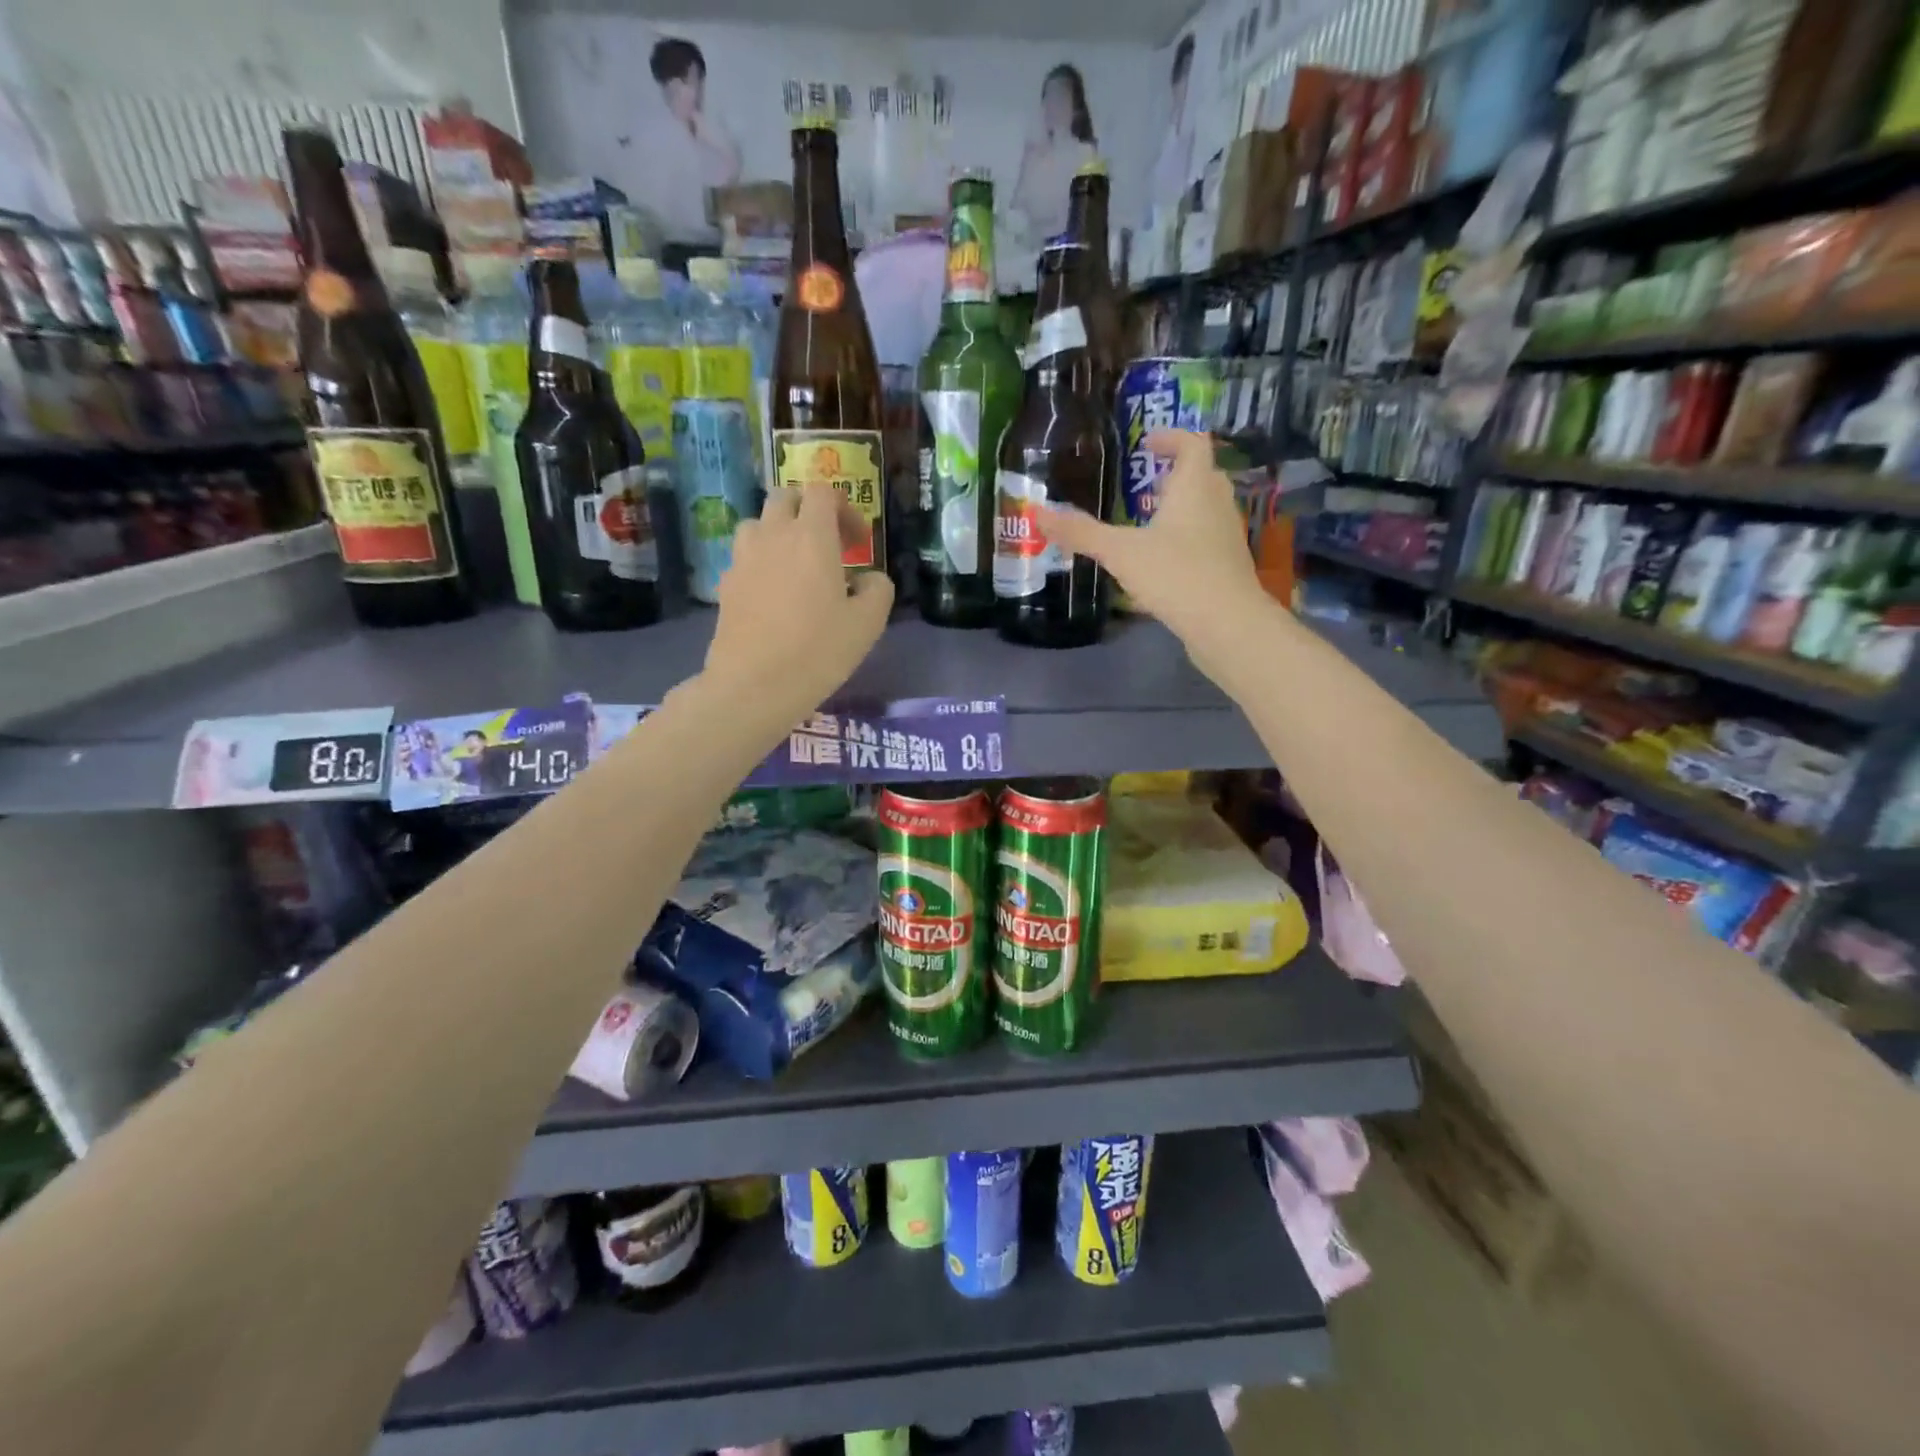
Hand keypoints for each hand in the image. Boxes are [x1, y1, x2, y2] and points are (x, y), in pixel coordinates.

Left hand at [705, 486, 893, 724]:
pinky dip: (761, 563)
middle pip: (785, 498)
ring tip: (796, 566)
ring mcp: (743, 558)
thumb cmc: (818, 650)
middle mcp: (773, 535)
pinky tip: (774, 596)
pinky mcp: (725, 584)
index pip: (822, 492)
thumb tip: (869, 579)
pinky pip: (745, 558)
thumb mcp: (868, 623)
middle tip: (828, 545)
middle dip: (808, 511)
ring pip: (759, 524)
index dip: (844, 508)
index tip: (858, 542)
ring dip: (780, 533)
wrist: (754, 685)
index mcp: (811, 536)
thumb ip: (878, 589)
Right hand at [1037, 429, 1273, 676]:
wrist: (1227, 624)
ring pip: (1205, 509)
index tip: (1147, 442)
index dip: (1171, 437)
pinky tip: (1161, 562)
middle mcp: (1217, 504)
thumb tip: (1036, 512)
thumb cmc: (1176, 574)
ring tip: (1147, 522)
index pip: (1192, 443)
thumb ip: (1081, 532)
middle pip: (1202, 475)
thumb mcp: (1120, 552)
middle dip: (1174, 474)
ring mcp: (1226, 536)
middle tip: (1144, 482)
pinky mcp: (1227, 567)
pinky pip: (1205, 540)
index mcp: (1195, 487)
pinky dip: (1185, 539)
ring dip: (1180, 508)